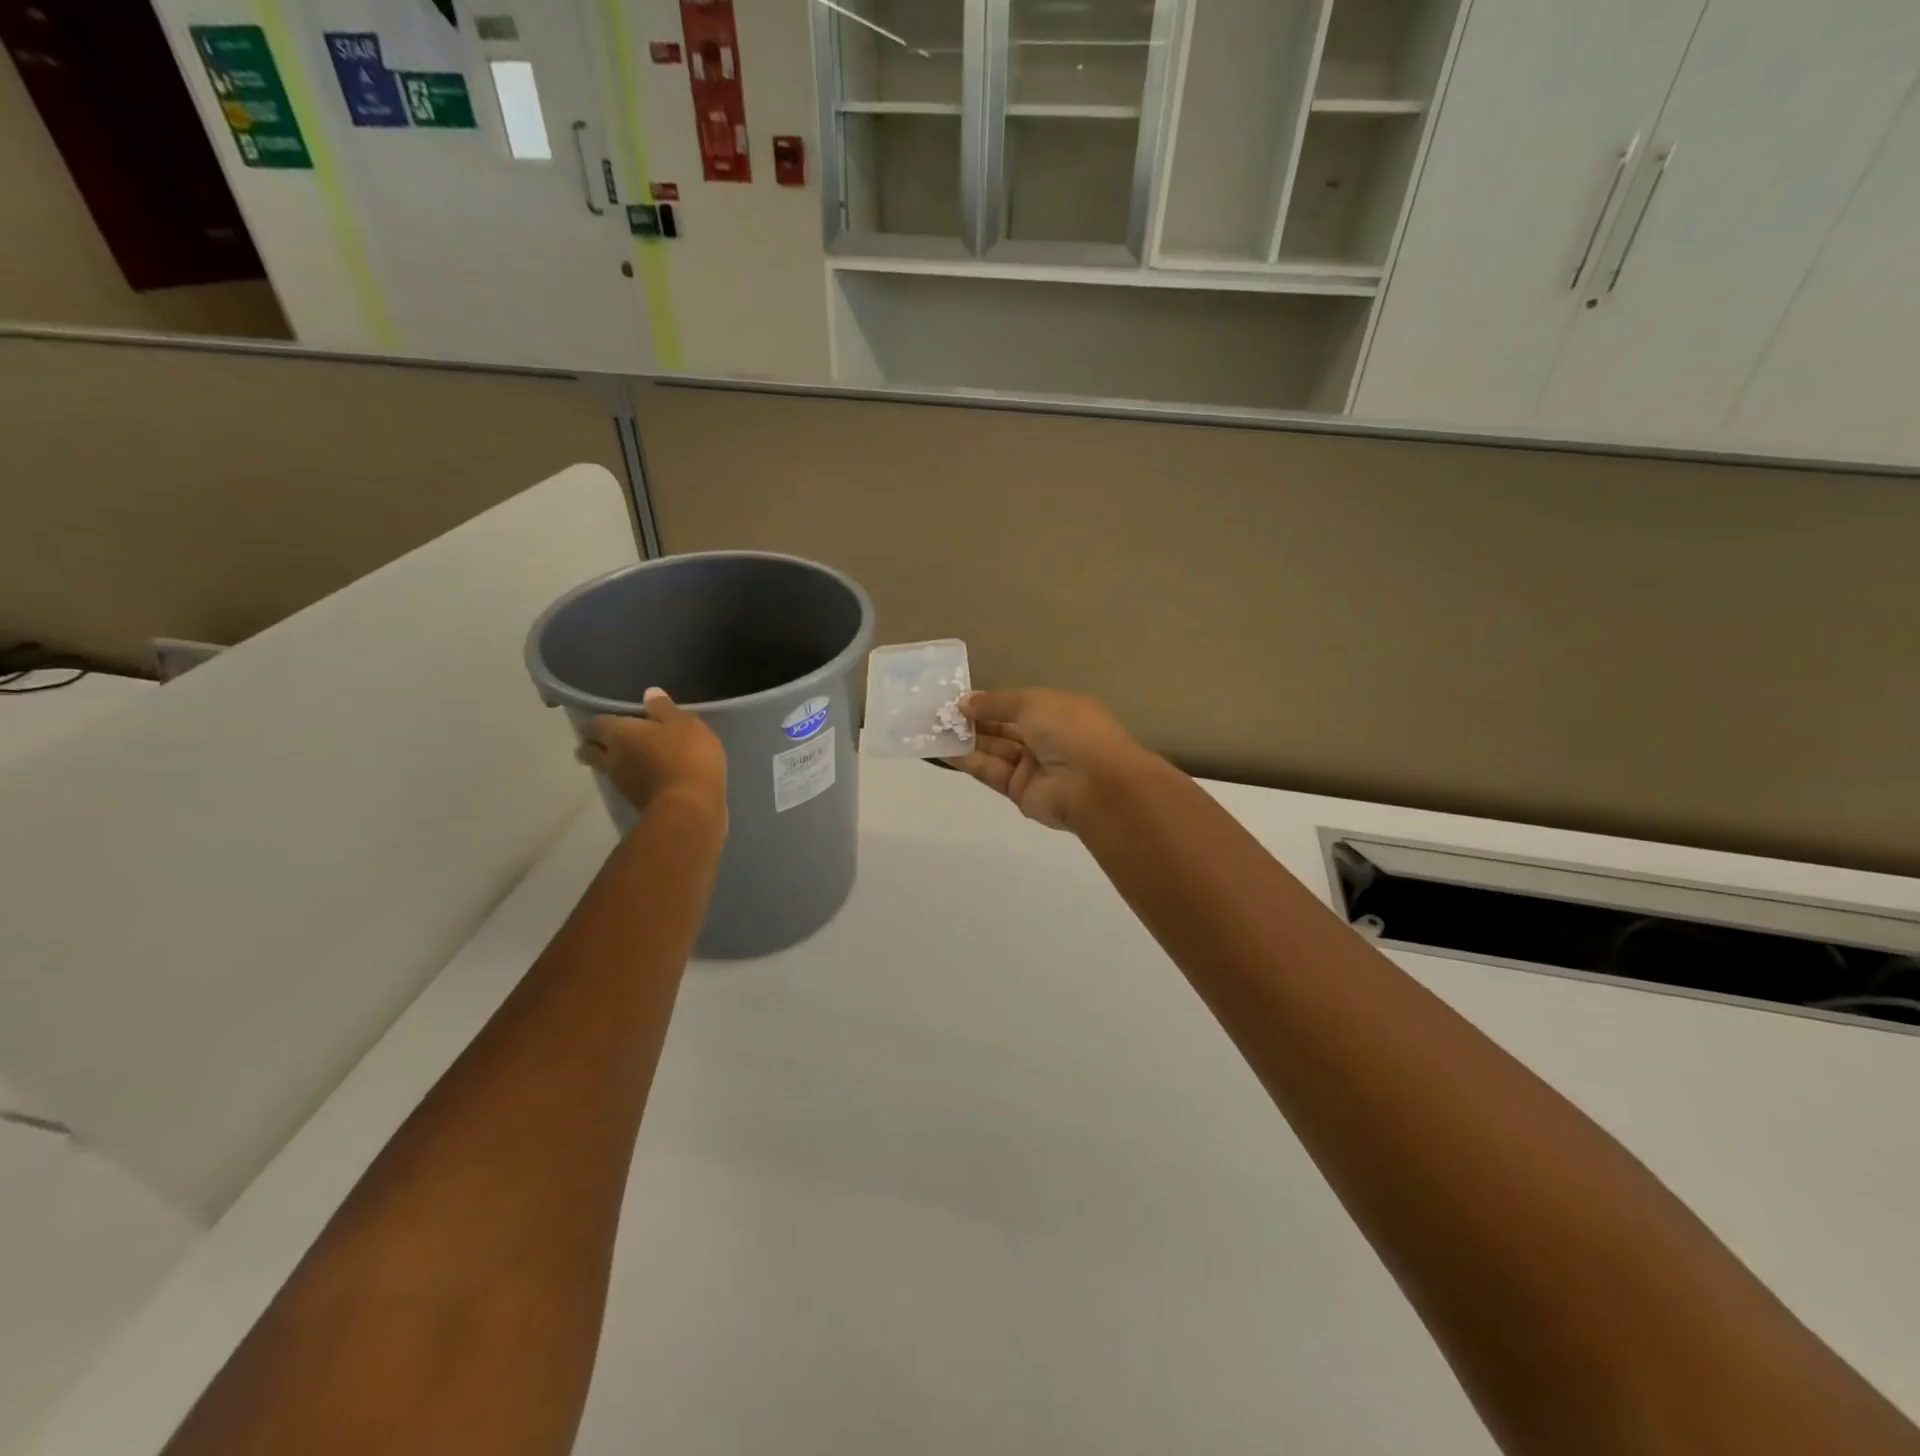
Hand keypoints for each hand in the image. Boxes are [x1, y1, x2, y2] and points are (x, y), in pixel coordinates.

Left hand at [576, 688, 727, 823]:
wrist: (690, 809)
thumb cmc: (686, 757)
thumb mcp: (685, 724)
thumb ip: (665, 709)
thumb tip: (648, 693)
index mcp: (620, 734)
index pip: (595, 724)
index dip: (598, 721)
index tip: (604, 720)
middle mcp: (613, 758)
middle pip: (590, 750)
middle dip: (593, 745)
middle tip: (605, 740)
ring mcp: (622, 784)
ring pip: (607, 769)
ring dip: (613, 763)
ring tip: (629, 757)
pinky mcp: (637, 803)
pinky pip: (627, 785)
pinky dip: (633, 779)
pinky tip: (648, 775)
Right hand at [947, 689, 1151, 832]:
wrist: (1094, 786)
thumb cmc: (1070, 731)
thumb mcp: (1032, 703)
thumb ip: (996, 703)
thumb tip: (964, 702)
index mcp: (1056, 711)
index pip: (1015, 704)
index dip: (987, 702)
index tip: (955, 699)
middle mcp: (1044, 737)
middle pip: (1001, 727)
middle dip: (971, 720)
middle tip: (935, 714)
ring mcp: (1032, 766)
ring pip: (993, 749)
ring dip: (964, 739)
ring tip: (931, 729)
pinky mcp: (1019, 791)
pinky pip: (990, 771)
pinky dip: (967, 760)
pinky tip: (942, 750)